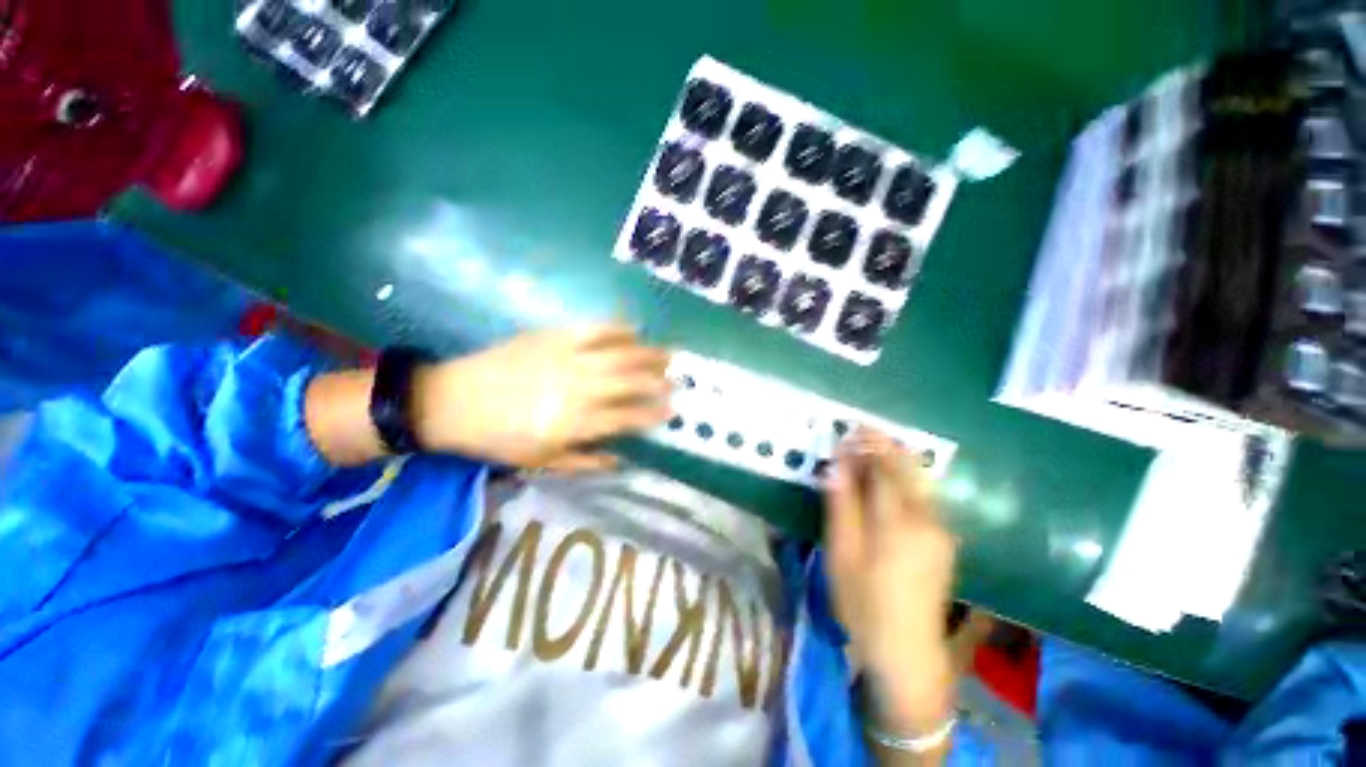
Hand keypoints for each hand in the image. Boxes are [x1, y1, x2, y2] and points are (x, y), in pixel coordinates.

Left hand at [412, 323, 671, 470]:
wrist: (451, 401)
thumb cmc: (497, 439)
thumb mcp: (541, 462)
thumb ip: (585, 463)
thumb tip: (620, 461)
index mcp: (575, 423)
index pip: (628, 418)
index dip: (653, 414)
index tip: (671, 411)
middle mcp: (579, 389)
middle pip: (631, 382)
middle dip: (659, 382)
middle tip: (676, 380)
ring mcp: (568, 359)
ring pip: (619, 354)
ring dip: (648, 354)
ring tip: (667, 354)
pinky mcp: (553, 336)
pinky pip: (593, 329)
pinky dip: (617, 328)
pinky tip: (633, 329)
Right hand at [824, 429, 957, 734]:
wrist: (908, 652)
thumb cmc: (863, 603)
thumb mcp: (842, 554)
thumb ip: (841, 505)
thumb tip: (837, 465)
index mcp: (898, 522)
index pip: (884, 468)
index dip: (868, 445)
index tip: (852, 428)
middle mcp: (927, 519)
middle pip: (908, 469)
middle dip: (885, 445)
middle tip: (862, 431)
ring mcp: (941, 530)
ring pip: (920, 481)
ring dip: (897, 459)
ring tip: (874, 446)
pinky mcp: (945, 540)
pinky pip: (925, 496)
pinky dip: (907, 478)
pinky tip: (892, 476)